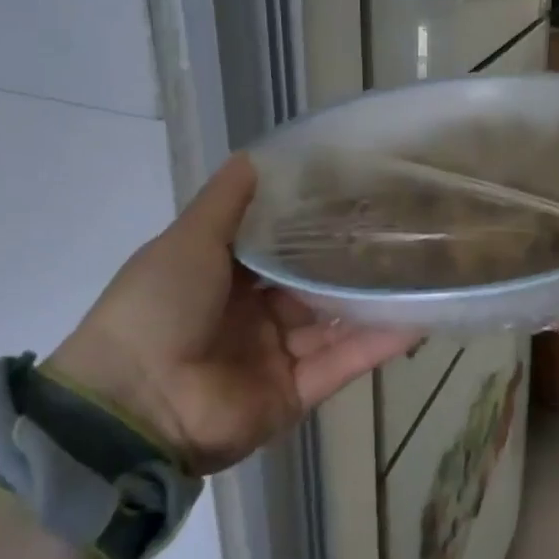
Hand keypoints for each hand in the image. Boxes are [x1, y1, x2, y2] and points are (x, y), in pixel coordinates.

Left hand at [45, 155, 417, 473]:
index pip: (278, 247)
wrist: (135, 404)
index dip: (313, 225)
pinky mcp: (297, 393)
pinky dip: (378, 344)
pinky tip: (419, 318)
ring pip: (335, 324)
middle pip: (312, 286)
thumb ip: (227, 202)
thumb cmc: (158, 306)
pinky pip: (343, 363)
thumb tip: (257, 155)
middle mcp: (253, 315)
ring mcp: (276, 357)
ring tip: (423, 272)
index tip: (356, 197)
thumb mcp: (188, 240)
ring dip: (374, 303)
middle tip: (402, 233)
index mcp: (222, 278)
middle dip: (349, 264)